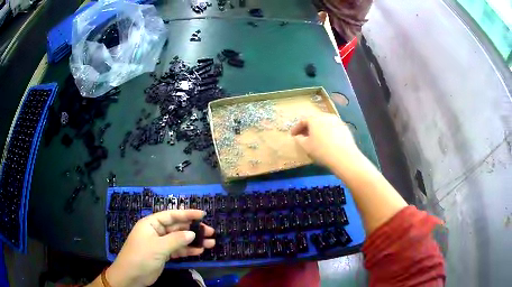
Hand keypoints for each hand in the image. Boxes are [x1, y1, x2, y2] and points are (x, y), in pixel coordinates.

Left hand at [106, 210, 214, 286]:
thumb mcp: (158, 247)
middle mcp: (156, 231)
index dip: (187, 214)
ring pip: (180, 240)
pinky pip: (178, 250)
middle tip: (210, 232)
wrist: (131, 276)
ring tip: (210, 243)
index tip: (202, 214)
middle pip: (177, 228)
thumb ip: (176, 240)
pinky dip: (188, 250)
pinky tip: (199, 251)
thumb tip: (192, 234)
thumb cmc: (141, 256)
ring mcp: (160, 244)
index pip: (171, 215)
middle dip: (193, 230)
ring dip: (194, 241)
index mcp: (151, 224)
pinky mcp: (163, 254)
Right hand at [291, 114, 359, 169]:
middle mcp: (325, 116)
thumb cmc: (322, 151)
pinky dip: (328, 132)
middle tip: (303, 136)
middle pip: (314, 120)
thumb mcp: (306, 147)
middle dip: (308, 127)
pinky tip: (327, 140)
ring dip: (318, 129)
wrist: (344, 157)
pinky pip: (332, 127)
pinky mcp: (344, 127)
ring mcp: (336, 120)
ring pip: (324, 123)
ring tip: (316, 138)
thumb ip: (299, 139)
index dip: (296, 128)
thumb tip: (298, 136)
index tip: (293, 135)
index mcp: (314, 119)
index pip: (302, 121)